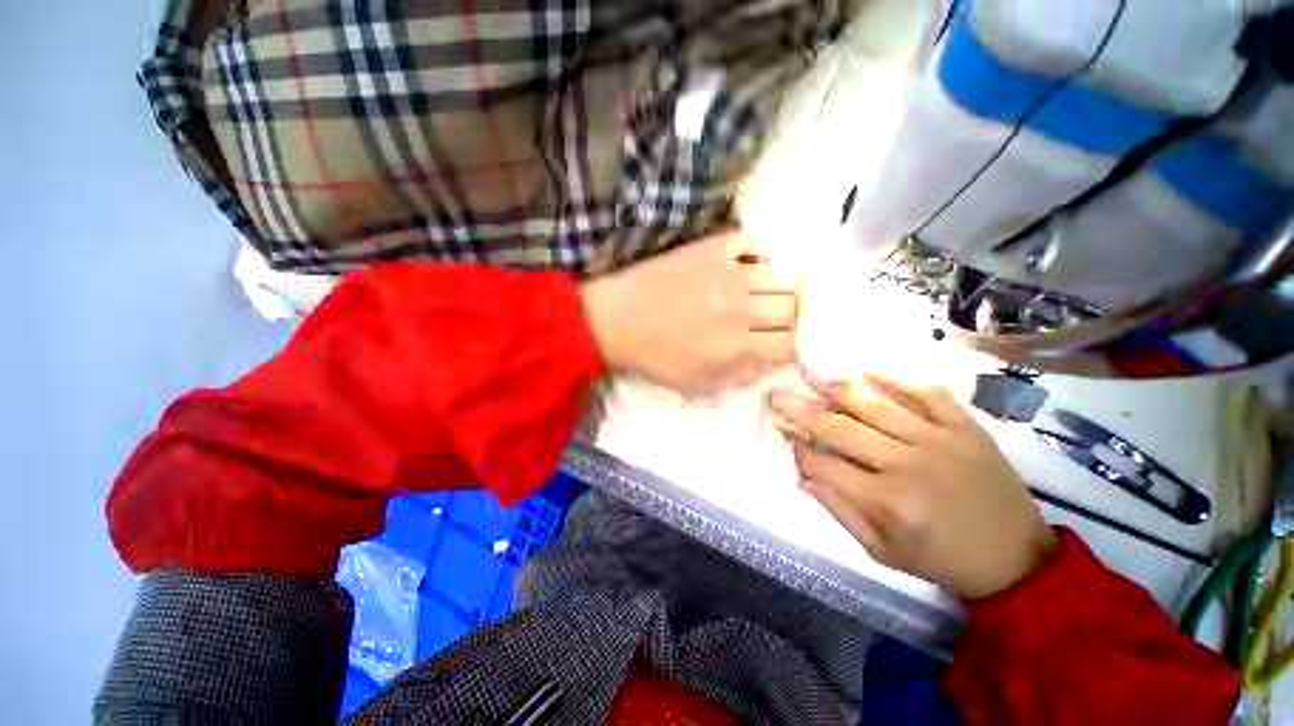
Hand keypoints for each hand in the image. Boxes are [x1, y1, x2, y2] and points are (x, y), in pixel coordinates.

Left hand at [579, 232, 796, 394]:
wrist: (618, 318)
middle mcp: (742, 306)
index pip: (792, 343)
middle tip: (788, 319)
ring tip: (777, 292)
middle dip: (798, 317)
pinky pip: (755, 243)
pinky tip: (757, 265)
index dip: (798, 346)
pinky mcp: (714, 248)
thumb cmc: (657, 356)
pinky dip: (764, 253)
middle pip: (795, 307)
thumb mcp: (699, 383)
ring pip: (783, 275)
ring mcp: (729, 272)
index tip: (792, 343)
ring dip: (786, 287)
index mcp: (737, 345)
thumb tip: (776, 361)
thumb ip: (743, 375)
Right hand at [768, 375, 1056, 598]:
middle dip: (802, 411)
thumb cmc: (941, 560)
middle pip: (841, 429)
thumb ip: (839, 511)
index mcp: (886, 502)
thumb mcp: (882, 551)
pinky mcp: (966, 428)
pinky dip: (898, 379)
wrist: (1015, 559)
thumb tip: (802, 476)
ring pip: (876, 405)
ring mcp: (939, 441)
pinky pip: (929, 393)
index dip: (797, 447)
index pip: (824, 464)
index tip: (782, 432)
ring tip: (813, 379)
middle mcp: (907, 465)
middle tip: (778, 395)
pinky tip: (870, 371)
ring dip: (838, 390)